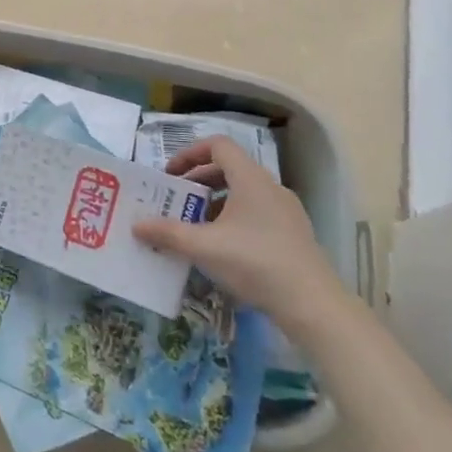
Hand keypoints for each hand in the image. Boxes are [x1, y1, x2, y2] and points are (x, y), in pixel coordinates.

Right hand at [131, 136, 343, 325]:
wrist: (314, 305)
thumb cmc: (255, 263)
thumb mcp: (204, 247)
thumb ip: (168, 233)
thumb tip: (137, 226)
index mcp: (251, 179)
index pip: (218, 145)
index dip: (190, 153)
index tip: (170, 175)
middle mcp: (270, 188)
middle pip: (229, 169)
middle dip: (198, 181)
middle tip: (176, 201)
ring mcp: (286, 212)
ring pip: (243, 194)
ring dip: (214, 203)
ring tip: (195, 226)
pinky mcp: (293, 235)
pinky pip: (256, 214)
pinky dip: (233, 220)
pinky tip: (221, 249)